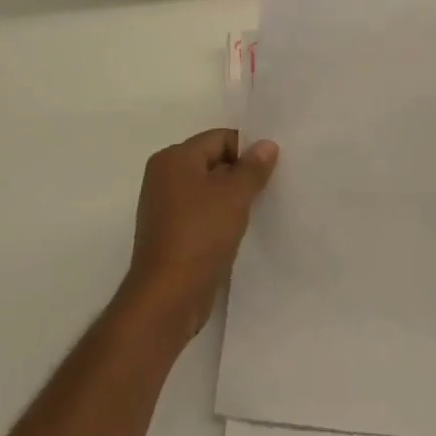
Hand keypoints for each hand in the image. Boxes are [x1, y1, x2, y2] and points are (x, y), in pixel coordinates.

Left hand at [123, 129, 278, 340]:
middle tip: (268, 189)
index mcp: (174, 158)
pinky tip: (238, 232)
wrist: (167, 297)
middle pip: (212, 162)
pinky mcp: (169, 234)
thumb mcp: (234, 196)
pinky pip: (200, 214)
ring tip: (256, 212)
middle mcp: (164, 176)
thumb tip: (266, 144)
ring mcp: (164, 207)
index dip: (247, 151)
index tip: (271, 170)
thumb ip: (253, 167)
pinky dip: (219, 219)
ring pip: (207, 190)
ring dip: (231, 199)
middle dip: (240, 175)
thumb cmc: (200, 234)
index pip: (219, 139)